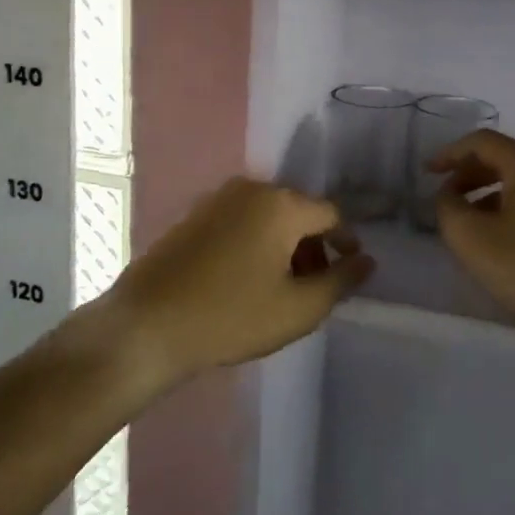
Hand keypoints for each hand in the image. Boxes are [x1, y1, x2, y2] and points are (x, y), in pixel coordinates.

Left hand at [108, 178, 373, 380]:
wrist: (146, 325)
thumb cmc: (231, 316)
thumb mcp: (298, 309)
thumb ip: (340, 281)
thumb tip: (367, 260)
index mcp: (282, 204)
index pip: (332, 214)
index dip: (346, 243)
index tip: (348, 272)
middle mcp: (252, 189)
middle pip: (299, 212)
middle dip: (313, 247)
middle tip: (313, 287)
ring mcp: (218, 199)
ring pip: (268, 217)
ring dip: (284, 246)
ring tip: (280, 288)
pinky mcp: (194, 215)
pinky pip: (240, 221)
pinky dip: (255, 243)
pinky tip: (245, 280)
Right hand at [429, 130, 514, 326]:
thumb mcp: (468, 236)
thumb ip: (448, 205)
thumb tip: (450, 195)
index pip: (482, 142)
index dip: (450, 154)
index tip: (428, 173)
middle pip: (505, 157)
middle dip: (470, 174)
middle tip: (447, 197)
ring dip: (490, 192)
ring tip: (470, 220)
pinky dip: (513, 206)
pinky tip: (502, 235)